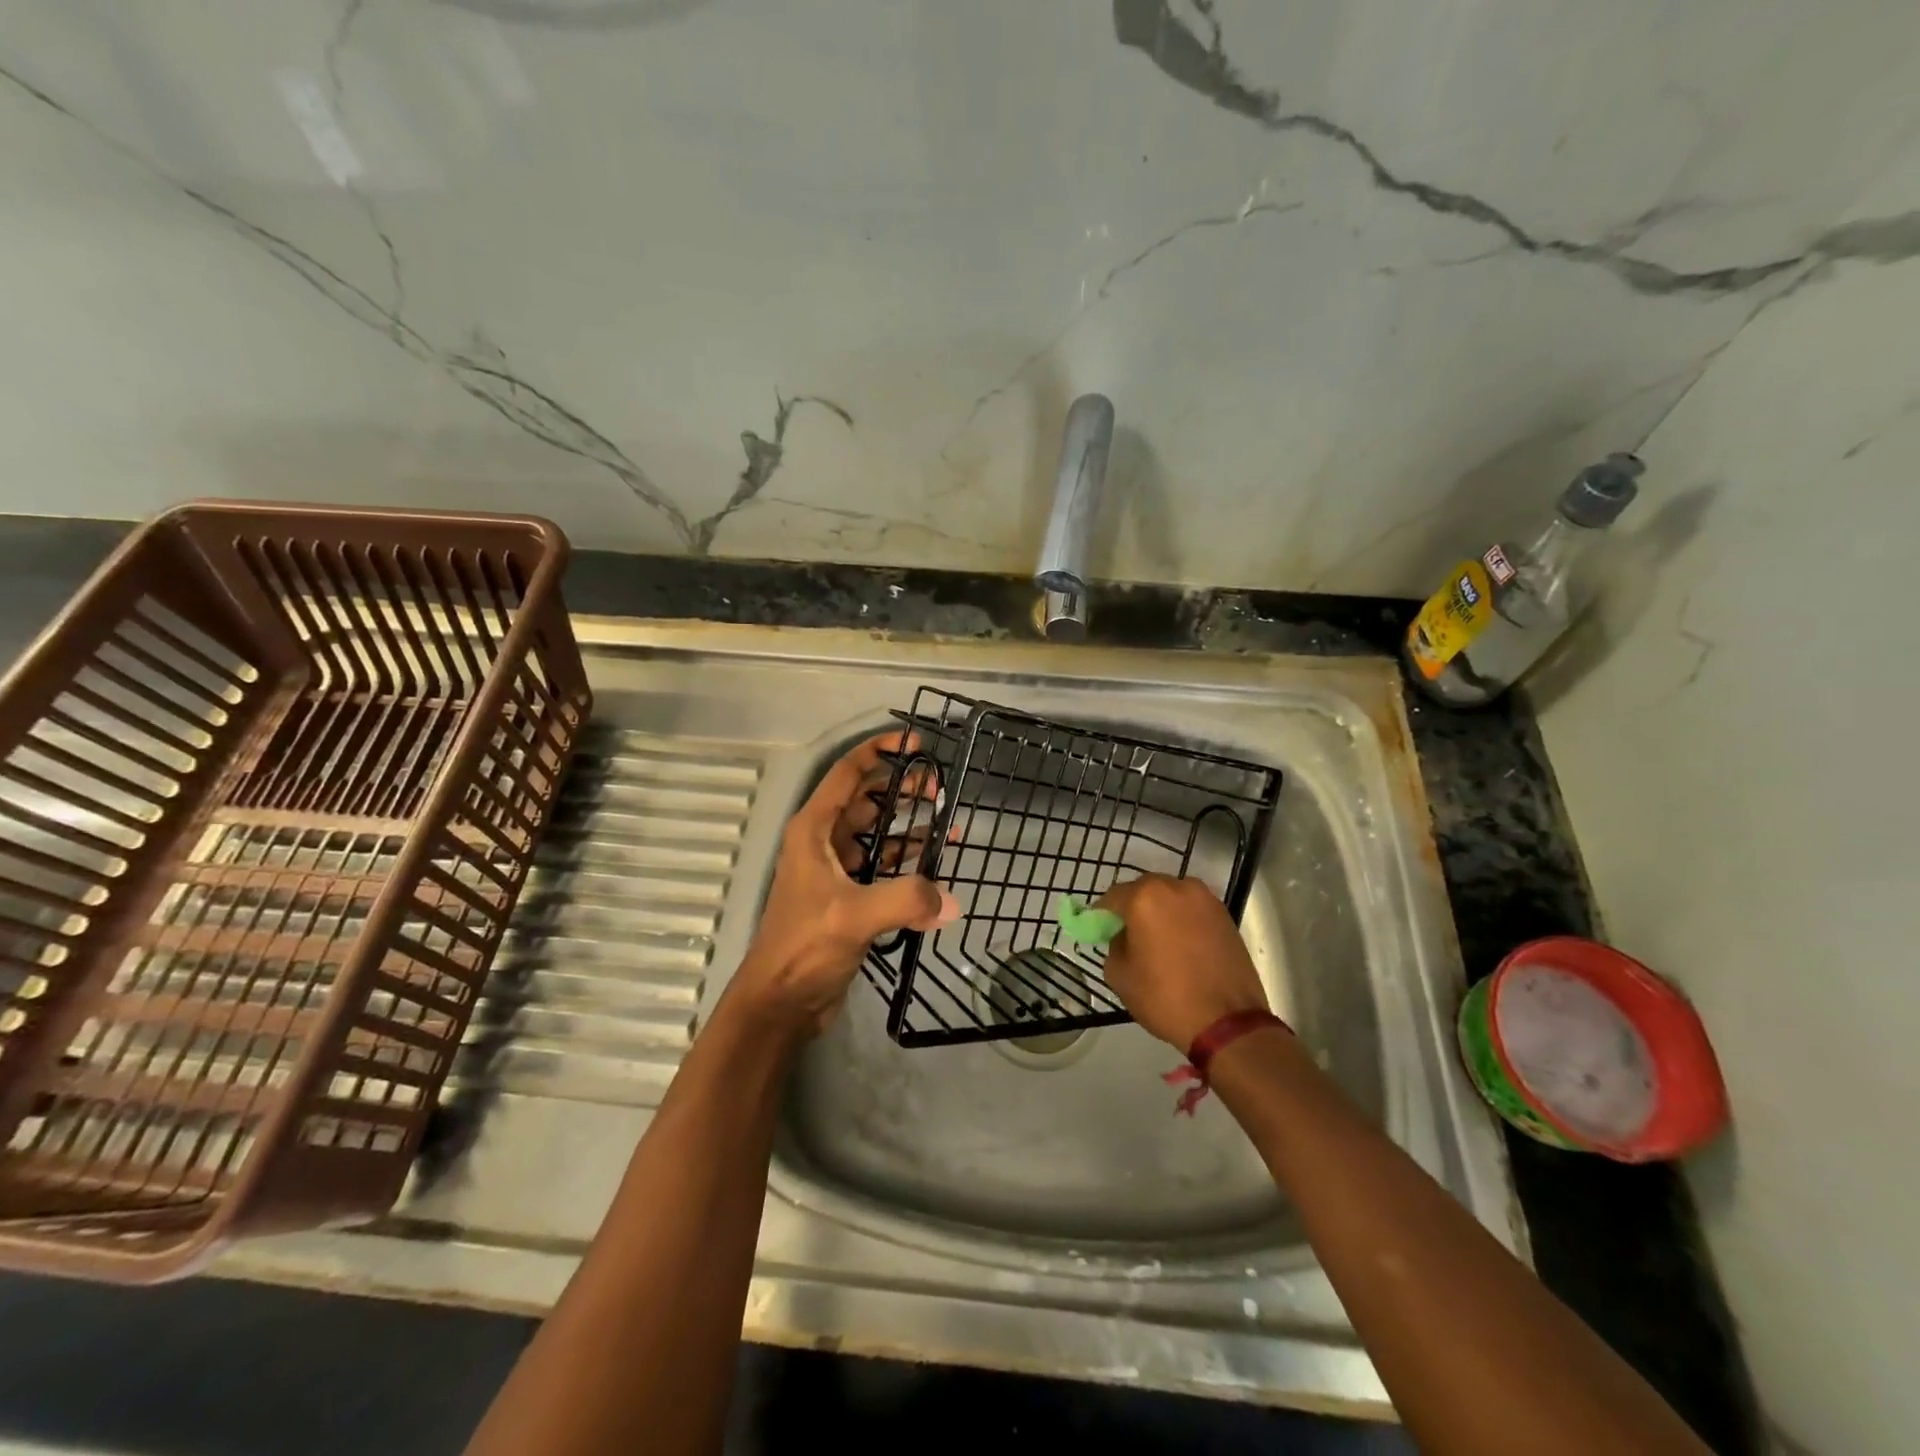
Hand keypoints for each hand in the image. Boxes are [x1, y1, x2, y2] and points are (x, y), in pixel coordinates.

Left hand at [731, 731, 959, 1035]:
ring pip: (878, 834)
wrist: (780, 1002)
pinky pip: (884, 867)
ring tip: (948, 823)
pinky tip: (937, 865)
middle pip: (868, 799)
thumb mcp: (853, 916)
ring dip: (910, 826)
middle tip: (940, 788)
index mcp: (815, 829)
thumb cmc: (804, 947)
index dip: (881, 751)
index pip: (849, 773)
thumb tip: (951, 901)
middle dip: (903, 789)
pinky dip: (909, 862)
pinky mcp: (849, 897)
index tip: (918, 744)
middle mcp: (824, 841)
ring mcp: (837, 869)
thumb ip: (905, 899)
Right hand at [1097, 874, 1268, 1050]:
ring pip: (1171, 897)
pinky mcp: (1225, 914)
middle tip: (1128, 935)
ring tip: (1158, 940)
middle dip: (1132, 908)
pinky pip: (1192, 909)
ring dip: (1160, 911)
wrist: (1228, 1022)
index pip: (1112, 897)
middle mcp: (1176, 887)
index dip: (1102, 914)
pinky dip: (1182, 920)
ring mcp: (1205, 898)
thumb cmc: (1166, 997)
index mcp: (1145, 897)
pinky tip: (1181, 944)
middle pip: (1143, 890)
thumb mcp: (1120, 976)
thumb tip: (1124, 937)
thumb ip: (1114, 946)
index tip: (1099, 930)